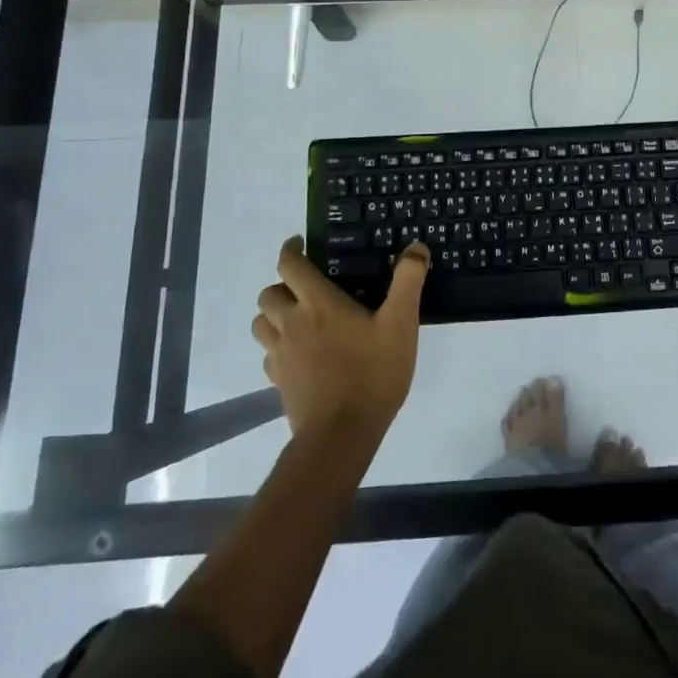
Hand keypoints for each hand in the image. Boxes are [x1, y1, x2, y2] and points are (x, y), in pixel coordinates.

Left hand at [254, 237, 426, 445]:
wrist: (341, 434)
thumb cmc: (372, 373)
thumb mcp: (401, 323)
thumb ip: (408, 281)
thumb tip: (416, 247)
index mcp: (318, 303)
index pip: (289, 265)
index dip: (291, 250)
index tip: (300, 243)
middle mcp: (291, 323)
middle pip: (268, 293)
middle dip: (283, 284)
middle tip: (307, 286)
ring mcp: (280, 355)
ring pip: (261, 324)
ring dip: (274, 314)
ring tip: (299, 317)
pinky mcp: (278, 382)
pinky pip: (268, 354)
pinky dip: (278, 345)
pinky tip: (301, 353)